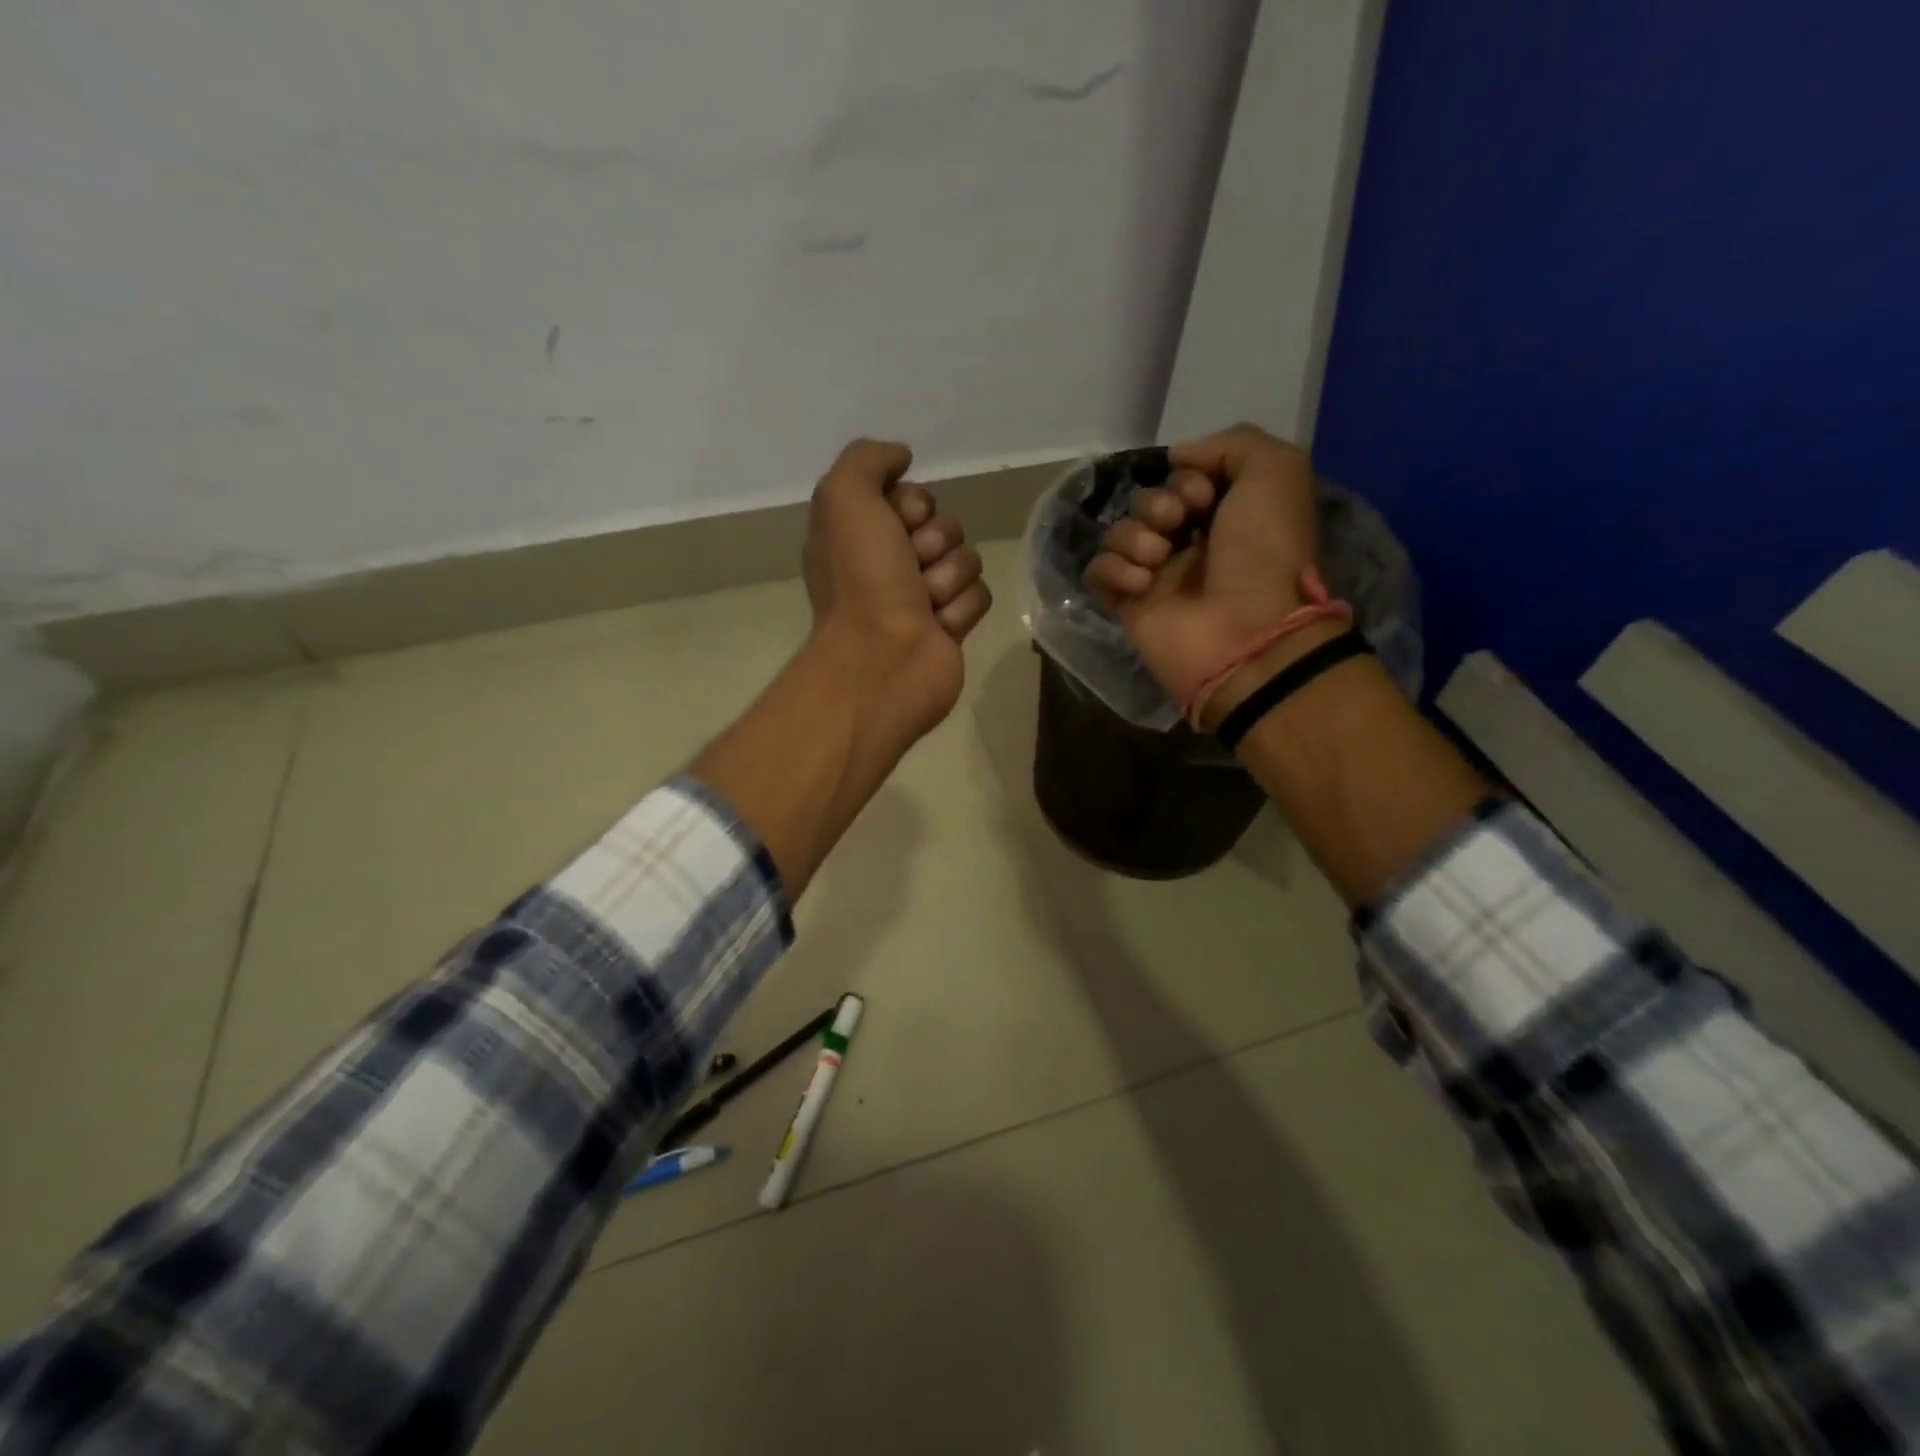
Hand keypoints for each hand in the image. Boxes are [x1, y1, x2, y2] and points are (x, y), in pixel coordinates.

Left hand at [803, 439, 992, 740]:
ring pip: (965, 558)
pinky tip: (939, 626)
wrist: (885, 660)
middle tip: (910, 566)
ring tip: (924, 603)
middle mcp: (888, 563)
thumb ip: (866, 459)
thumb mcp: (844, 497)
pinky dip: (961, 608)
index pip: (910, 495)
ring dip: (948, 577)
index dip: (911, 505)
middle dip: (933, 541)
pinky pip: (979, 595)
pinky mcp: (950, 626)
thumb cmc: (863, 580)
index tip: (898, 523)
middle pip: (942, 525)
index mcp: (859, 534)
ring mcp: (921, 597)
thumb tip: (901, 456)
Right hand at [1084, 425, 1321, 717]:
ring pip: (1119, 533)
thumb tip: (1177, 457)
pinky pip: (1098, 572)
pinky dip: (1113, 570)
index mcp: (1226, 514)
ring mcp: (1157, 575)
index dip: (1187, 477)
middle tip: (1177, 524)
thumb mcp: (1276, 470)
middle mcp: (1191, 542)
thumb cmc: (1265, 552)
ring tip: (1158, 560)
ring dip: (1135, 537)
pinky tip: (1141, 585)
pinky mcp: (1129, 605)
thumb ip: (1232, 442)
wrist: (1248, 633)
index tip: (1203, 495)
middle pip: (1147, 501)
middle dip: (1157, 505)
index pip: (1183, 477)